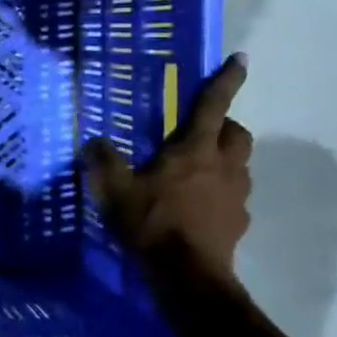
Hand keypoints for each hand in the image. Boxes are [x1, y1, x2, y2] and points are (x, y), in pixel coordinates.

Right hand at [84, 54, 252, 279]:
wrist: (187, 276)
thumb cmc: (152, 222)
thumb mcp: (114, 189)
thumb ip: (103, 161)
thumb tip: (94, 141)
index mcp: (195, 150)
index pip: (214, 106)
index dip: (226, 81)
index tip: (241, 59)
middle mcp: (224, 166)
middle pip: (238, 134)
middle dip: (225, 126)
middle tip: (201, 131)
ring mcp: (236, 196)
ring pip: (239, 165)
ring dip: (224, 159)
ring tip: (196, 170)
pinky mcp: (238, 223)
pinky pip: (234, 196)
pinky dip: (220, 192)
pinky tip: (198, 206)